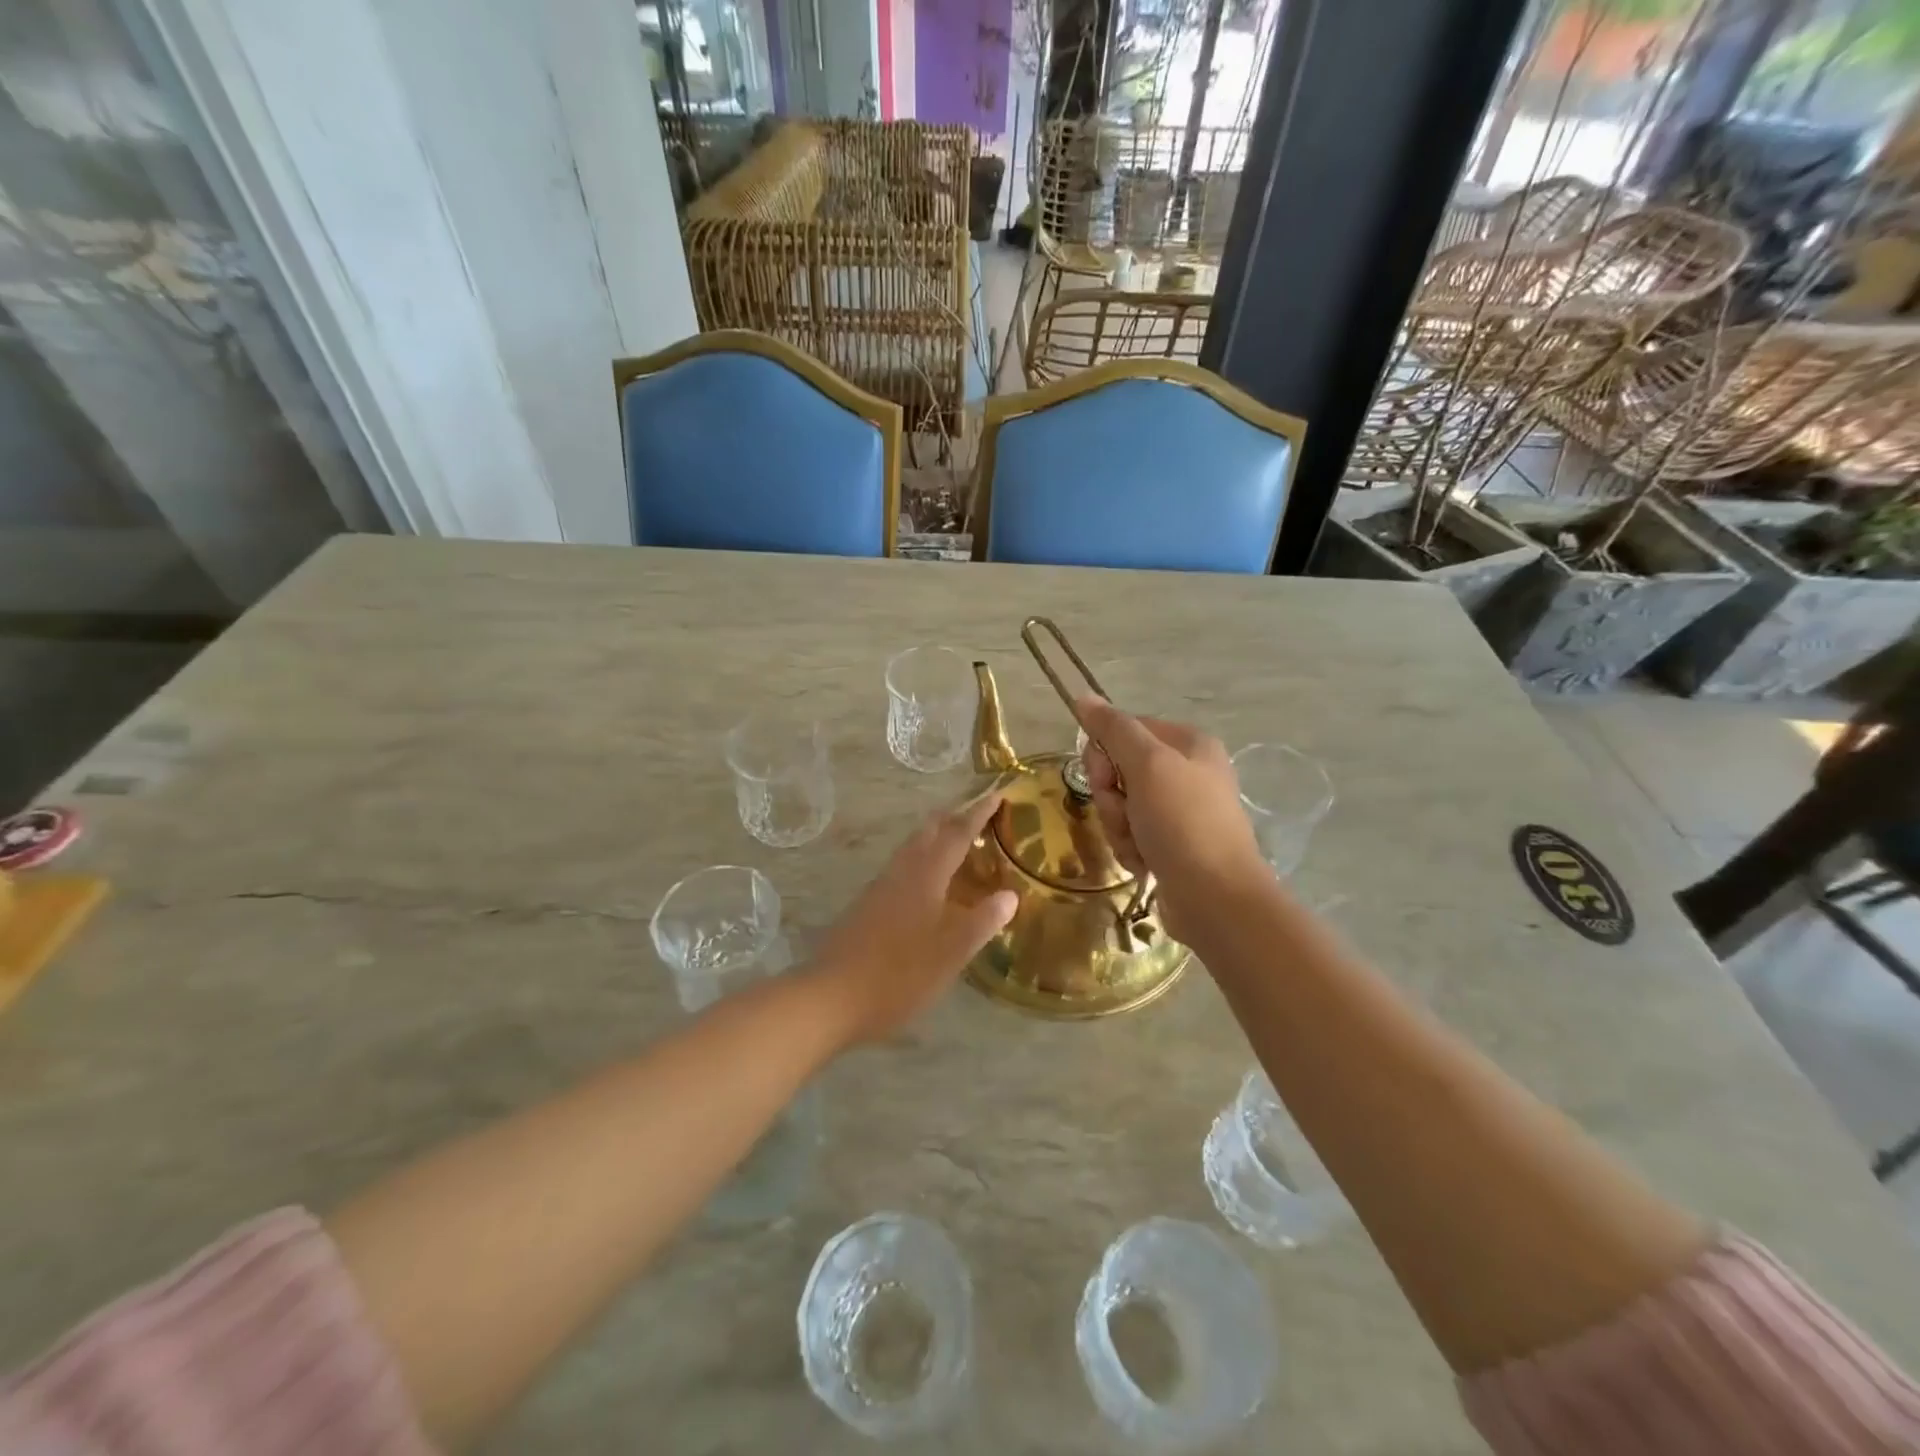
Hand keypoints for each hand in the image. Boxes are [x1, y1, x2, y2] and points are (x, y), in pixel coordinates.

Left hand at [809, 793, 1018, 1044]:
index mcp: (925, 876)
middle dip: (953, 818)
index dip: (978, 813)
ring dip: (935, 838)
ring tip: (956, 842)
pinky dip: (922, 861)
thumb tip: (1010, 895)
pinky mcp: (867, 906)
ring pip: (912, 849)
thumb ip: (982, 921)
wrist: (832, 996)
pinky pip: (902, 868)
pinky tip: (927, 884)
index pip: (957, 834)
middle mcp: (901, 872)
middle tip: (977, 813)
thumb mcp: (951, 952)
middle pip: (928, 832)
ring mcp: (880, 888)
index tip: (997, 794)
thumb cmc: (899, 974)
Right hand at [1074, 696, 1268, 944]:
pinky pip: (1132, 835)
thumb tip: (1083, 697)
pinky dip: (1131, 849)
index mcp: (1188, 744)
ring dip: (1118, 826)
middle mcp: (1187, 772)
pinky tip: (1145, 864)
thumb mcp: (1147, 765)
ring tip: (1138, 845)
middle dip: (1112, 796)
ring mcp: (1180, 811)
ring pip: (1122, 806)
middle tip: (1124, 814)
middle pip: (1120, 769)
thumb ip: (1113, 729)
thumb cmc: (1183, 823)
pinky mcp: (1172, 845)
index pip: (1125, 730)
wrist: (1216, 899)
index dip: (1105, 754)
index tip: (1105, 777)